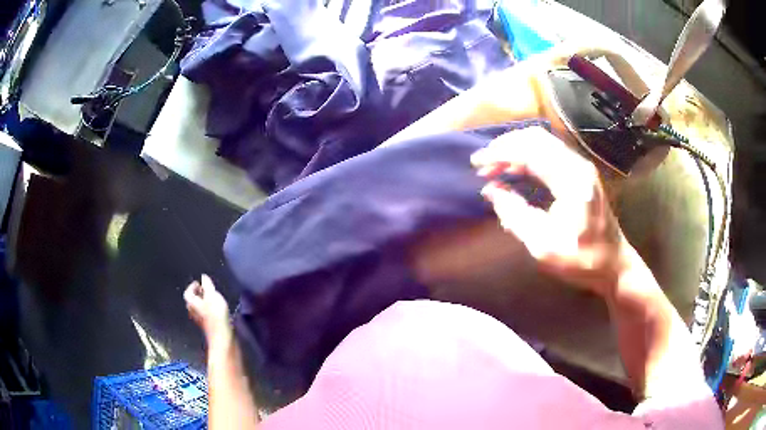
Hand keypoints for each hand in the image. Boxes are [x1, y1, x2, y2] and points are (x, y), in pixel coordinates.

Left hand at [184, 275, 231, 344]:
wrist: (221, 334)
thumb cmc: (215, 313)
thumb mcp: (212, 295)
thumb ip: (207, 285)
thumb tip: (203, 277)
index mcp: (191, 302)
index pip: (187, 292)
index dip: (192, 286)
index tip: (199, 283)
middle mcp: (192, 311)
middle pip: (192, 300)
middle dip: (198, 294)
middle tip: (205, 290)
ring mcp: (199, 320)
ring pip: (198, 308)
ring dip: (203, 302)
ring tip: (212, 299)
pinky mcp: (206, 326)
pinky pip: (204, 315)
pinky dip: (207, 310)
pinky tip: (216, 310)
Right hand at [471, 127, 627, 295]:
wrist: (614, 265)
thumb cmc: (582, 260)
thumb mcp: (544, 247)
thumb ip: (515, 216)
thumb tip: (491, 191)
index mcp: (572, 180)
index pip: (531, 150)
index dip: (500, 153)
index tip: (477, 164)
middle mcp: (578, 165)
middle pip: (536, 138)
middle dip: (505, 147)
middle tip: (482, 164)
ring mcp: (581, 167)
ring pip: (542, 142)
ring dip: (515, 150)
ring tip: (494, 166)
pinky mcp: (580, 173)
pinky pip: (549, 153)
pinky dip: (527, 157)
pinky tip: (514, 170)